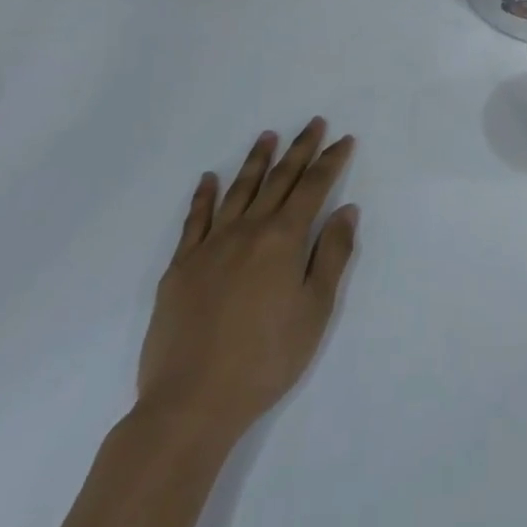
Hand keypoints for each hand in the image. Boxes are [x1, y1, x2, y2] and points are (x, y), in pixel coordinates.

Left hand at [136, 119, 357, 449]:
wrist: (190, 403)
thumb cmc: (265, 360)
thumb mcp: (315, 310)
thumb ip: (332, 255)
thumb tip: (346, 210)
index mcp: (282, 239)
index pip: (313, 188)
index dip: (330, 161)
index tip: (344, 140)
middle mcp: (247, 231)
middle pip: (278, 180)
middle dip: (299, 149)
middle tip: (314, 123)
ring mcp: (210, 246)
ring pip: (238, 191)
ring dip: (256, 161)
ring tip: (268, 136)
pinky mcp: (180, 267)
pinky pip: (195, 220)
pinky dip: (204, 196)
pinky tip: (209, 178)